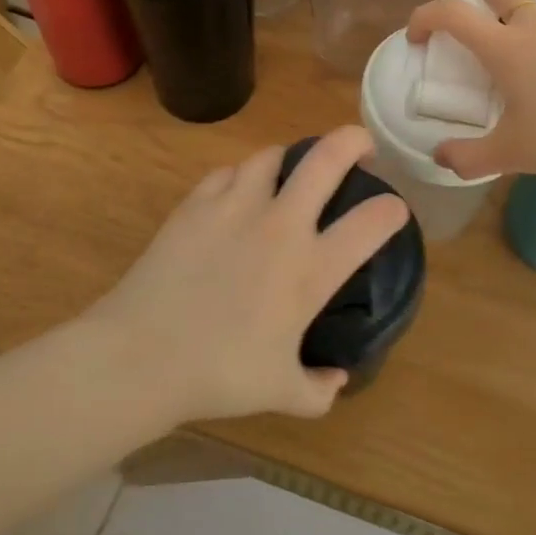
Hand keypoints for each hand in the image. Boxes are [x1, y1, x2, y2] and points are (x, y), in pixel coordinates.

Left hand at [80, 127, 408, 424]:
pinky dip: (242, 177)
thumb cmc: (218, 375)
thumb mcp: (280, 393)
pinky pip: (228, 173)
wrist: (141, 355)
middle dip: (353, 140)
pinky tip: (239, 193)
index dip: (392, 210)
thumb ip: (319, 389)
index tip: (394, 209)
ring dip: (291, 157)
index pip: (371, 223)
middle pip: (327, 158)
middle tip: (361, 145)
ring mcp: (236, 206)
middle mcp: (280, 225)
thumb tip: (337, 379)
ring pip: (273, 156)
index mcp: (310, 269)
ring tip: (292, 170)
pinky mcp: (196, 203)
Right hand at [406, 0, 535, 179]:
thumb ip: (468, 158)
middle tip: (466, 23)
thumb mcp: (511, 155)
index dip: (425, 16)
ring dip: (510, 20)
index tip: (415, 36)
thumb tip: (440, 156)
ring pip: (531, 9)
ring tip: (509, 60)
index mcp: (505, 48)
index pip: (454, 14)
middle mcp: (534, 28)